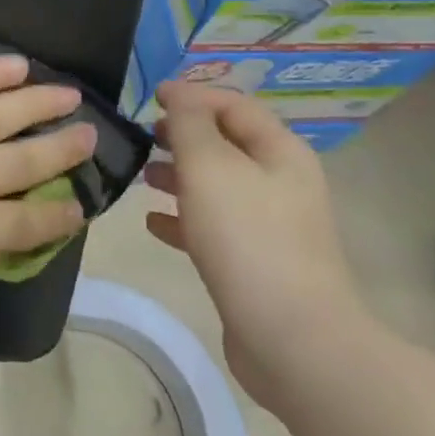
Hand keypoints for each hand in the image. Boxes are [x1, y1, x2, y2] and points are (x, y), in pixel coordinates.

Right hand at [143, 81, 368, 408]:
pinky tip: (153, 222)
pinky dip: (184, 217)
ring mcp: (271, 226)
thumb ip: (189, 122)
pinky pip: (214, 227)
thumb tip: (177, 94)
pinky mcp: (256, 264)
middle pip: (226, 143)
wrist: (293, 340)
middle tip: (144, 135)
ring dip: (179, 175)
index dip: (192, 95)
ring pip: (217, 185)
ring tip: (142, 176)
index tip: (150, 97)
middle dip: (183, 136)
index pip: (233, 104)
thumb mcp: (209, 164)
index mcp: (279, 151)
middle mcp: (281, 182)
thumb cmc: (247, 237)